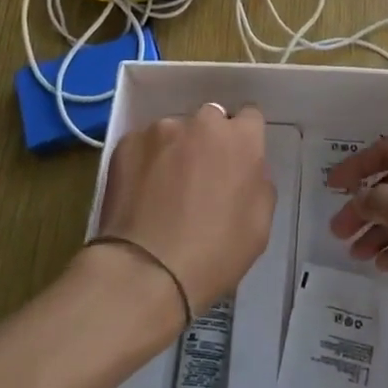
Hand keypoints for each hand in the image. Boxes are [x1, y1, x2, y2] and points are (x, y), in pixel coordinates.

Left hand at [93, 104, 275, 320]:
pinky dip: (145, 162)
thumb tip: (246, 171)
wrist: (147, 270)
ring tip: (164, 189)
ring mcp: (161, 130)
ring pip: (174, 132)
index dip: (244, 139)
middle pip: (210, 119)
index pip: (249, 117)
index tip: (236, 162)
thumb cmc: (216, 253)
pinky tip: (140, 194)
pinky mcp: (126, 143)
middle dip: (208, 141)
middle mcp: (202, 122)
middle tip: (200, 177)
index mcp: (241, 138)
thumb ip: (258, 183)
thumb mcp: (260, 224)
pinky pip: (143, 146)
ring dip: (175, 150)